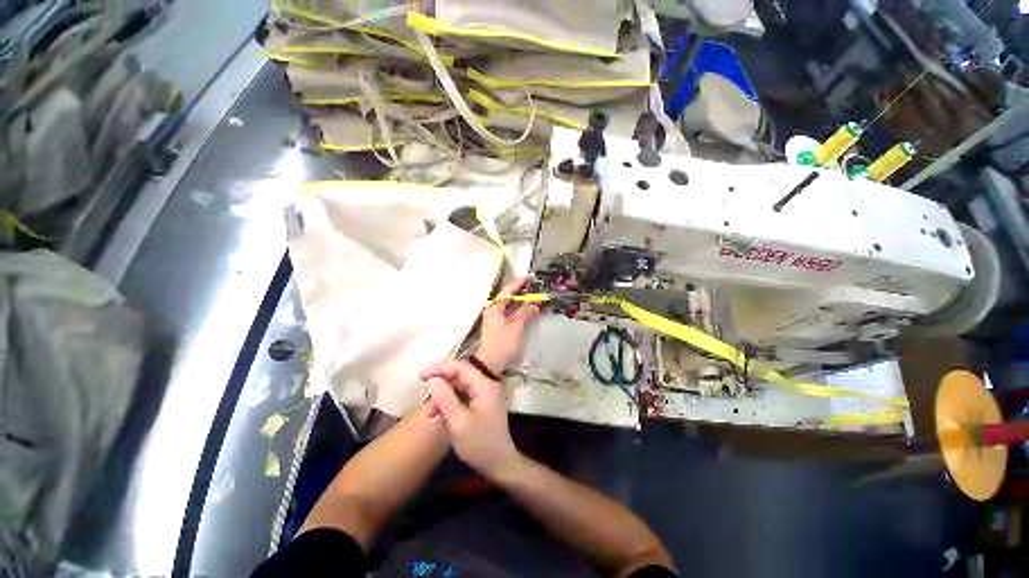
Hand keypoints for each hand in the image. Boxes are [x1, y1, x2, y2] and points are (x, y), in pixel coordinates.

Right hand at [421, 360, 520, 478]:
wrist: (500, 464)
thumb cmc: (479, 444)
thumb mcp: (458, 422)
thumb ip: (445, 398)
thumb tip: (432, 379)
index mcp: (484, 385)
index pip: (461, 367)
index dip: (441, 368)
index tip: (422, 376)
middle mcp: (486, 385)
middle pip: (461, 375)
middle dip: (441, 383)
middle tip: (423, 390)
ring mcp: (486, 395)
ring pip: (461, 387)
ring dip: (444, 396)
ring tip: (431, 413)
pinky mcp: (483, 404)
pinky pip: (464, 396)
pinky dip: (451, 403)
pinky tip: (440, 416)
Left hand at [474, 276, 540, 374]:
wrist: (489, 364)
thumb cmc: (502, 344)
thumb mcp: (516, 328)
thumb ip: (525, 314)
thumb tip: (534, 305)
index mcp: (495, 308)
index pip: (507, 291)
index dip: (519, 283)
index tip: (530, 277)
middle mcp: (493, 311)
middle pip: (508, 297)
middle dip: (521, 291)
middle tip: (534, 287)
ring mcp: (495, 319)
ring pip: (509, 305)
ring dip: (521, 301)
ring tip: (533, 297)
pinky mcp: (499, 327)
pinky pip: (510, 313)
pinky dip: (519, 310)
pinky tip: (527, 311)